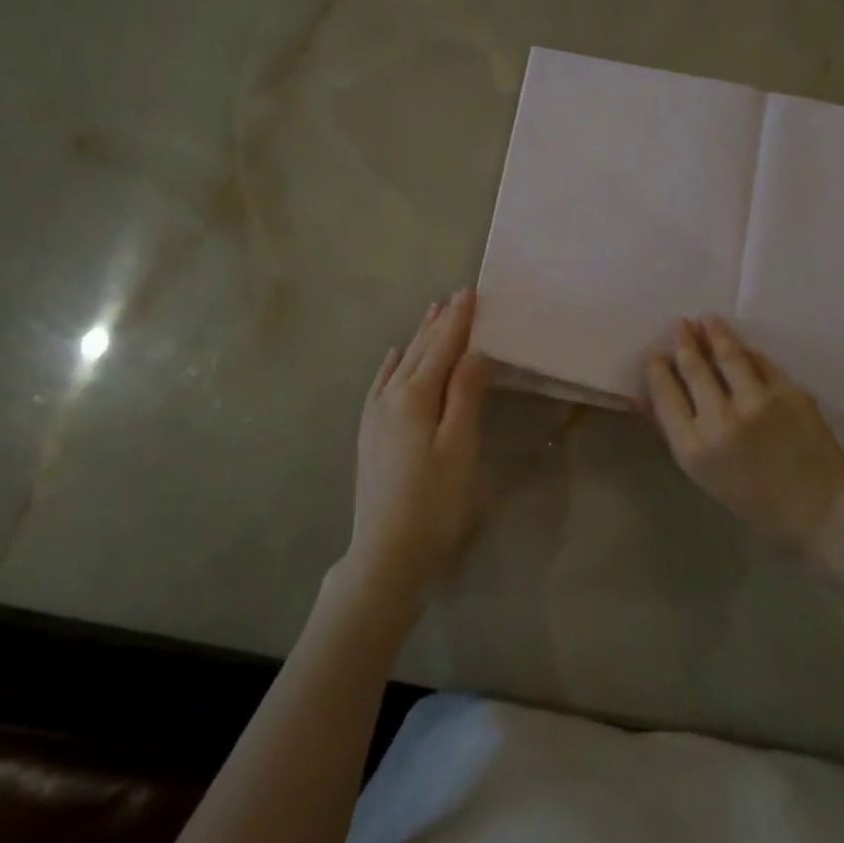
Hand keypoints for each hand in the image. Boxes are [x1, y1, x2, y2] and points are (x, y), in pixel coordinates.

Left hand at [348, 288, 495, 599]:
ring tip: (431, 313)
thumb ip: (465, 394)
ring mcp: (375, 415)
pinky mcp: (369, 433)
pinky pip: (380, 384)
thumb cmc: (435, 501)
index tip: (470, 291)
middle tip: (455, 296)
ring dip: (418, 338)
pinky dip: (391, 365)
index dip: (458, 321)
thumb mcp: (459, 446)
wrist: (386, 551)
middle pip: (420, 351)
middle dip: (439, 323)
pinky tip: (393, 357)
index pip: (442, 348)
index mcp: (416, 397)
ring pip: (401, 364)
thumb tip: (474, 350)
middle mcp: (390, 397)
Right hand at [645, 317, 843, 551]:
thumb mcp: (702, 474)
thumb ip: (670, 432)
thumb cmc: (752, 499)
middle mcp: (721, 421)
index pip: (665, 393)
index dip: (657, 369)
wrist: (818, 509)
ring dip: (713, 332)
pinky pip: (761, 363)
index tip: (656, 355)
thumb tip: (640, 398)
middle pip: (693, 368)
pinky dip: (747, 351)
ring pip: (727, 354)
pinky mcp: (789, 393)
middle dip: (683, 342)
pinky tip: (740, 345)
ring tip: (706, 320)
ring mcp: (757, 403)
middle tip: (679, 324)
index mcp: (693, 447)